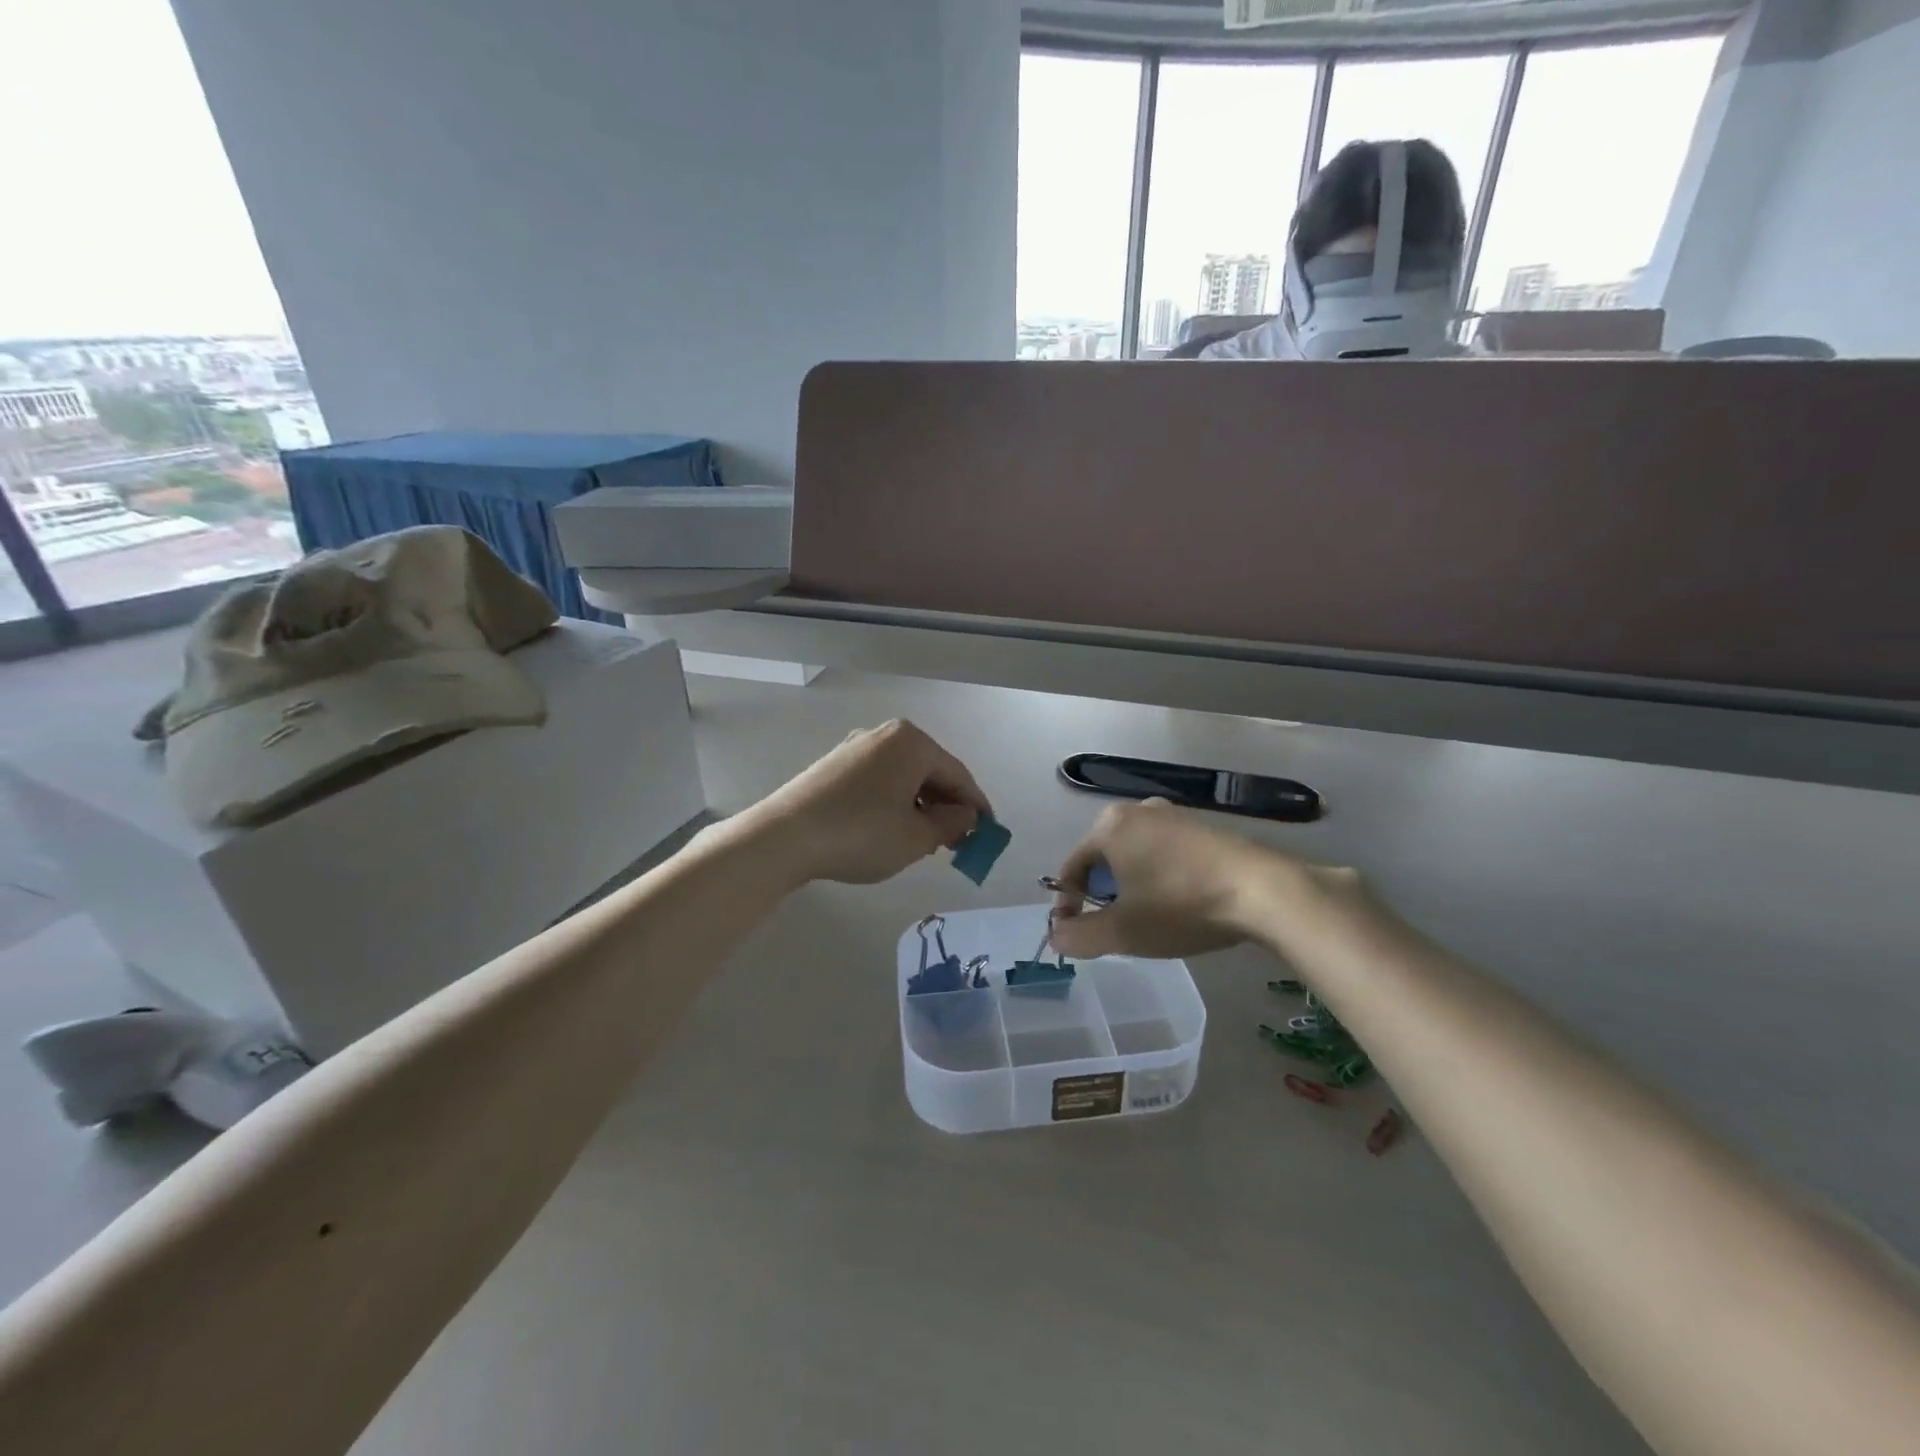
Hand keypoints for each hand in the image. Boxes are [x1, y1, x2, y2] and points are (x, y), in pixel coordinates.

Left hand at [745, 720, 990, 885]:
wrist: (784, 837)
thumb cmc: (861, 834)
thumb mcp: (916, 837)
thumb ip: (951, 824)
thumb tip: (966, 815)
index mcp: (912, 742)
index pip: (958, 774)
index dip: (976, 806)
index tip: (988, 833)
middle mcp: (885, 735)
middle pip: (930, 771)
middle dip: (947, 805)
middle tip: (957, 840)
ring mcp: (856, 747)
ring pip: (904, 776)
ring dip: (921, 805)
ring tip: (926, 839)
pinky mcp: (834, 764)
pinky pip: (879, 779)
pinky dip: (894, 801)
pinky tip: (892, 827)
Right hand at [1047, 798, 1336, 960]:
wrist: (1263, 891)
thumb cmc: (1181, 905)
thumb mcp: (1123, 931)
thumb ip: (1079, 936)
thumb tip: (1057, 935)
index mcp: (1109, 826)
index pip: (1072, 867)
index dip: (1068, 904)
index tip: (1078, 934)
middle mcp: (1137, 809)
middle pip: (1103, 859)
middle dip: (1102, 895)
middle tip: (1116, 928)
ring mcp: (1172, 814)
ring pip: (1134, 855)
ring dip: (1131, 887)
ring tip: (1148, 920)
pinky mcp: (1202, 826)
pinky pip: (1163, 852)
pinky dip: (1159, 877)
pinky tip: (1178, 903)